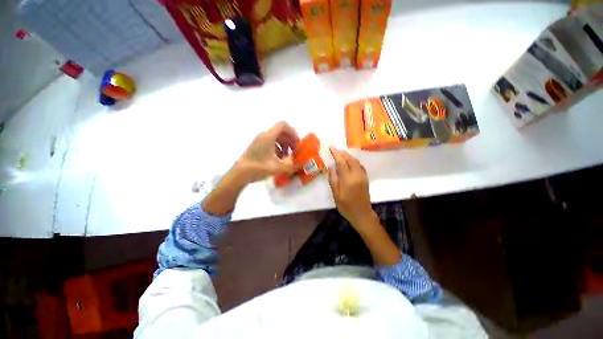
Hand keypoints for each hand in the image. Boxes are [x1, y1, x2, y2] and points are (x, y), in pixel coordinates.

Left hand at [232, 121, 299, 184]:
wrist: (239, 174)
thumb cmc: (258, 168)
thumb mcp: (278, 167)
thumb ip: (291, 164)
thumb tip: (299, 162)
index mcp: (268, 136)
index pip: (283, 125)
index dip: (293, 132)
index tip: (297, 143)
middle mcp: (264, 135)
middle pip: (280, 132)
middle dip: (290, 140)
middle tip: (294, 151)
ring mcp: (259, 141)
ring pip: (276, 138)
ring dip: (284, 145)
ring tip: (287, 156)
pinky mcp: (256, 147)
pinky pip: (270, 143)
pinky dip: (278, 148)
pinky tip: (279, 159)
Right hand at [328, 147, 399, 264]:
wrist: (362, 214)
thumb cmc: (346, 206)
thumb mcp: (336, 194)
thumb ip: (333, 179)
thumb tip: (332, 167)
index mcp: (348, 179)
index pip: (341, 161)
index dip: (336, 153)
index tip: (331, 147)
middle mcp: (357, 175)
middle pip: (350, 159)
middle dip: (342, 153)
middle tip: (335, 149)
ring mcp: (362, 176)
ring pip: (356, 161)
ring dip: (348, 155)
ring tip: (341, 153)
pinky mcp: (365, 178)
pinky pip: (359, 165)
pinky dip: (354, 160)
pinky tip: (350, 161)